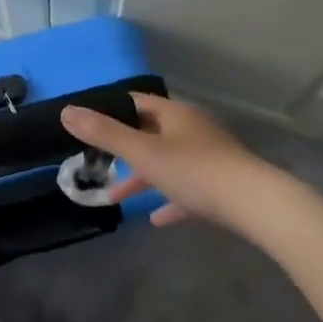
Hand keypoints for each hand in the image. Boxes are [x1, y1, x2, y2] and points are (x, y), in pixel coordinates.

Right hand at [61, 93, 266, 229]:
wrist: (256, 205)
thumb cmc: (195, 171)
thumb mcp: (143, 152)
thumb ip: (104, 134)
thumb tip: (66, 112)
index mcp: (174, 114)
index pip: (136, 102)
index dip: (111, 110)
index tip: (88, 124)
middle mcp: (192, 129)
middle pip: (151, 132)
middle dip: (124, 149)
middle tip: (98, 162)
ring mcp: (210, 157)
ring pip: (168, 162)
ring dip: (143, 177)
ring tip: (117, 196)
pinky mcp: (222, 186)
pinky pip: (188, 189)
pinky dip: (169, 200)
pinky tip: (156, 219)